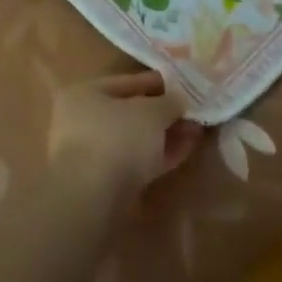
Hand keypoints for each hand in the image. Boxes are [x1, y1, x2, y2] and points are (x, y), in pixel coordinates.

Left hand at [48, 70, 204, 198]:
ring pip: (137, 138)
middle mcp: (84, 120)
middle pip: (132, 112)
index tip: (185, 85)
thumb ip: (169, 102)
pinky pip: (138, 161)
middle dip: (165, 113)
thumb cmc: (118, 138)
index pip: (128, 82)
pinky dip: (160, 155)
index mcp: (86, 93)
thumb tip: (179, 102)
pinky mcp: (106, 183)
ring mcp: (93, 154)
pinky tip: (186, 150)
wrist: (93, 200)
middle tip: (194, 112)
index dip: (159, 82)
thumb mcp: (151, 111)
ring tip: (196, 131)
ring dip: (166, 134)